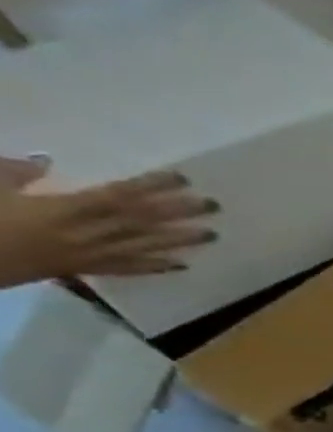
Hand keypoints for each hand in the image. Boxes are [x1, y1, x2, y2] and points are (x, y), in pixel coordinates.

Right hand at [0, 168, 216, 290]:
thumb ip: (14, 172)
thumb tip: (45, 160)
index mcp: (62, 209)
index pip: (119, 195)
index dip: (152, 186)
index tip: (182, 179)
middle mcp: (85, 233)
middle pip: (142, 220)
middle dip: (179, 211)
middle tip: (214, 205)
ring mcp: (88, 254)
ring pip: (143, 245)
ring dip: (180, 240)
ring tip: (212, 234)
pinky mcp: (83, 270)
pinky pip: (126, 270)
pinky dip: (155, 267)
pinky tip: (183, 264)